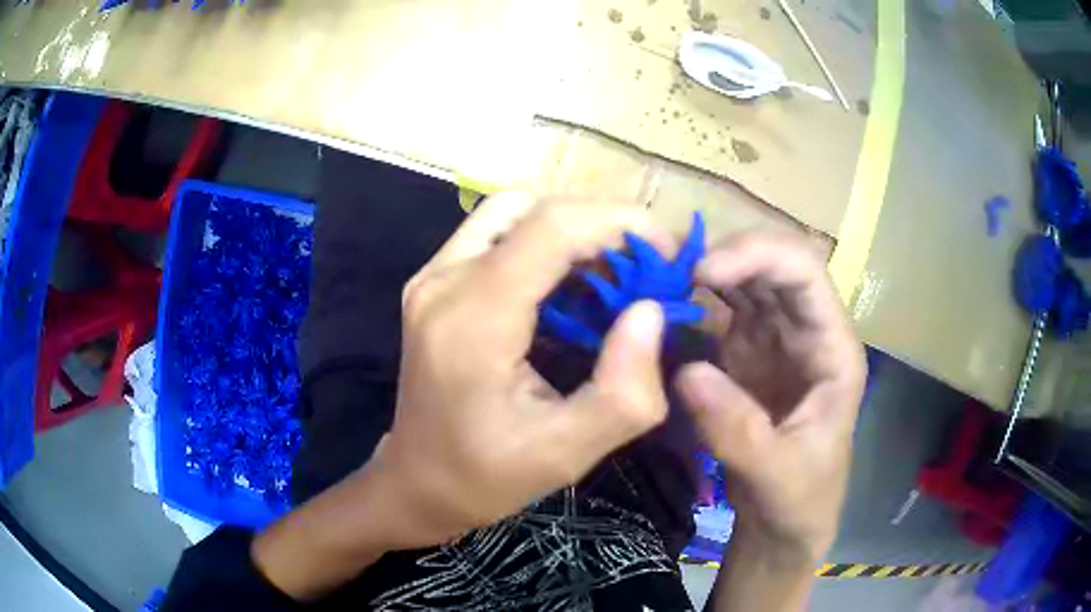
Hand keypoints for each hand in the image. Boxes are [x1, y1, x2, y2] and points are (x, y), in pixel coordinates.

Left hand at [370, 193, 671, 547]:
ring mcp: (431, 276)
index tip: (668, 255)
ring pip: (513, 211)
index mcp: (473, 320)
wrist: (417, 481)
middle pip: (534, 209)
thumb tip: (650, 311)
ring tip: (613, 274)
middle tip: (647, 269)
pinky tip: (570, 285)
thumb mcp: (567, 454)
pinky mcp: (434, 282)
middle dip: (603, 225)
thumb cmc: (487, 477)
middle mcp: (443, 281)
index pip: (551, 227)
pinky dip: (543, 241)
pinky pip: (495, 234)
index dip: (620, 223)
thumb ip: (624, 391)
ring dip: (572, 229)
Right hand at [675, 233, 865, 560]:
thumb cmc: (799, 500)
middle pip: (770, 266)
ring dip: (699, 273)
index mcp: (832, 349)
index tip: (702, 271)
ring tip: (653, 277)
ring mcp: (771, 342)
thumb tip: (688, 372)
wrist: (783, 526)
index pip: (805, 273)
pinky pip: (715, 316)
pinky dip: (686, 306)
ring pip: (740, 283)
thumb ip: (738, 430)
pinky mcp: (741, 358)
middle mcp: (804, 332)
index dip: (758, 256)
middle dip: (722, 255)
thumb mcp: (776, 475)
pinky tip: (657, 309)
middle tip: (664, 266)